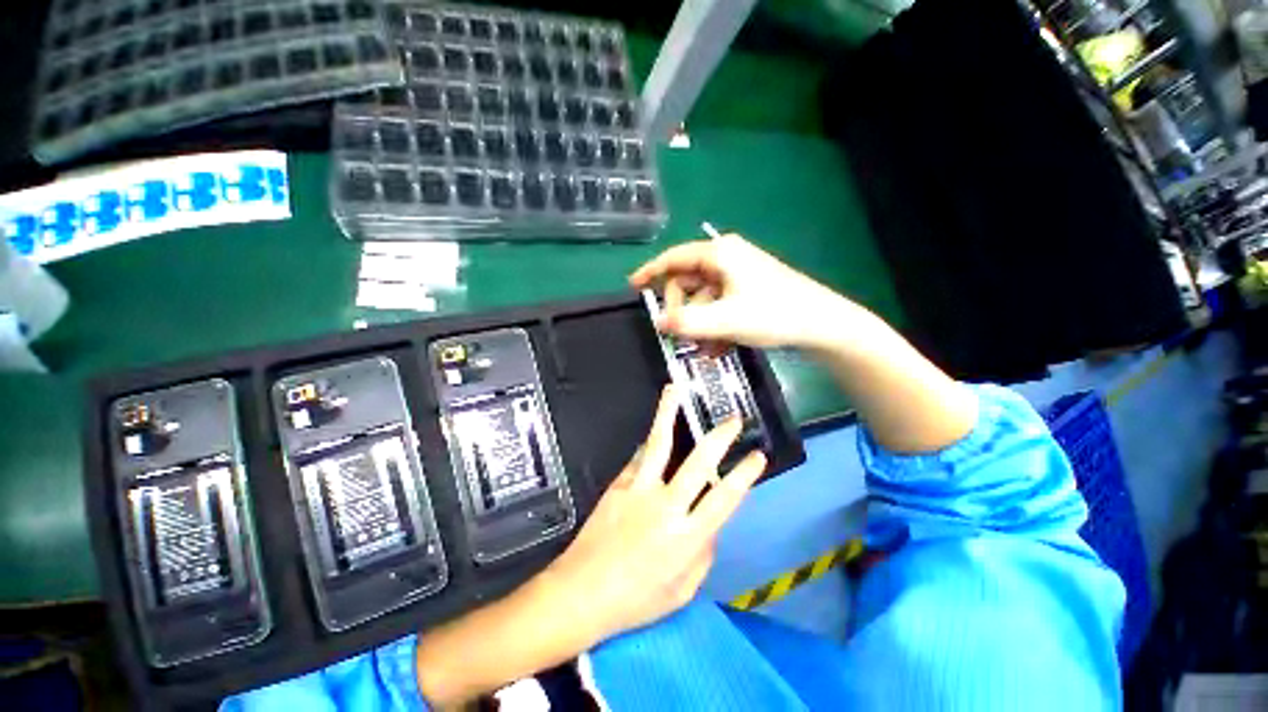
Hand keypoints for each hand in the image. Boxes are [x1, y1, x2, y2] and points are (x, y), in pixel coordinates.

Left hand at [540, 385, 766, 643]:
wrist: (582, 591)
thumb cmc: (636, 600)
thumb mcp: (682, 590)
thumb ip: (702, 554)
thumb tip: (709, 524)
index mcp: (687, 537)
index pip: (725, 498)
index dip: (745, 474)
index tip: (757, 456)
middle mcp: (667, 506)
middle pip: (699, 462)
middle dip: (720, 437)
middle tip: (733, 419)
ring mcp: (639, 489)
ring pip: (660, 443)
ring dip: (669, 413)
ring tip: (675, 389)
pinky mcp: (618, 484)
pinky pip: (638, 458)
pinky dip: (649, 445)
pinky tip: (654, 433)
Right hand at [629, 232, 855, 350]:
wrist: (822, 324)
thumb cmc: (773, 314)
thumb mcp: (725, 320)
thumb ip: (687, 322)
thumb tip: (658, 322)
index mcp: (719, 254)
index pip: (674, 258)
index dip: (651, 272)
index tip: (633, 287)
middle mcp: (726, 259)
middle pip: (688, 282)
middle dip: (683, 311)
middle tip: (680, 336)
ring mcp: (738, 275)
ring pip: (704, 300)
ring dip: (699, 326)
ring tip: (705, 350)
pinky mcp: (747, 290)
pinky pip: (719, 307)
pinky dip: (714, 326)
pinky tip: (718, 348)